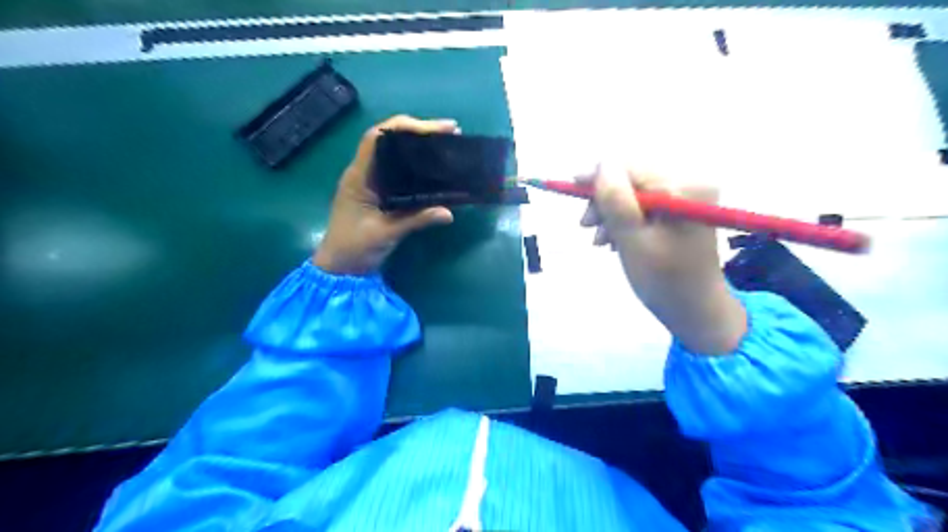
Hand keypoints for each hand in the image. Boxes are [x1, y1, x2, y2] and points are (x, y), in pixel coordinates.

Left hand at [313, 114, 455, 273]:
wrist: (339, 269)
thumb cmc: (354, 249)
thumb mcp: (386, 234)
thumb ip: (416, 221)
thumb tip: (449, 213)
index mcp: (359, 176)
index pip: (378, 138)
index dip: (405, 127)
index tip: (435, 129)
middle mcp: (364, 173)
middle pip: (390, 140)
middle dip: (419, 132)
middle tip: (450, 133)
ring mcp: (371, 183)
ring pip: (395, 154)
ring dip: (419, 146)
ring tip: (447, 146)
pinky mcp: (379, 194)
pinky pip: (399, 172)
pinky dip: (417, 166)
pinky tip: (435, 169)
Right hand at [577, 164, 747, 354]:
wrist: (695, 311)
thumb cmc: (664, 280)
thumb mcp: (632, 241)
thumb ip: (616, 201)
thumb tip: (602, 163)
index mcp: (684, 189)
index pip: (632, 169)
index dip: (599, 176)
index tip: (571, 187)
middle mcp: (690, 186)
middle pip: (633, 180)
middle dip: (605, 201)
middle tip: (585, 225)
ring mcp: (687, 199)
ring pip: (635, 194)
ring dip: (612, 214)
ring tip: (600, 241)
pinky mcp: (681, 212)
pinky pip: (644, 207)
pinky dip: (626, 221)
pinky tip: (615, 240)